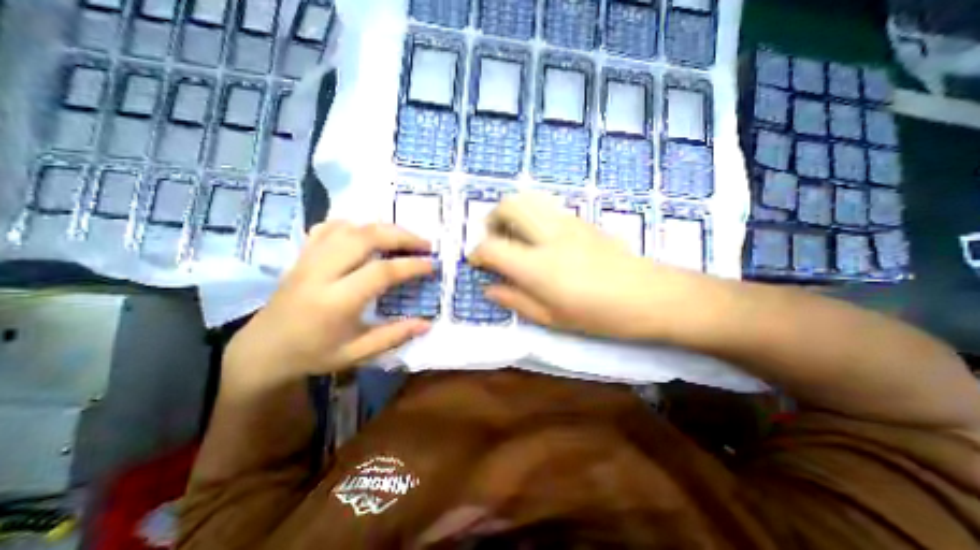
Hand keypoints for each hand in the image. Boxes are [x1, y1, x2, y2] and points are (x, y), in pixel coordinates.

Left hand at [224, 220, 438, 389]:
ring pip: (350, 227)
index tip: (432, 265)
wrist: (261, 350)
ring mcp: (309, 259)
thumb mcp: (356, 354)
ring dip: (383, 228)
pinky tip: (369, 234)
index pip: (381, 272)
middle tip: (424, 245)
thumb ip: (393, 336)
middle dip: (402, 236)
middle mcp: (321, 273)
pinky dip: (355, 225)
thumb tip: (426, 323)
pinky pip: (330, 228)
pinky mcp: (303, 254)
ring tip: (404, 238)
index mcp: (336, 302)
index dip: (412, 265)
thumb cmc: (312, 355)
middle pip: (366, 237)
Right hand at [465, 192, 712, 338]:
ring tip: (514, 236)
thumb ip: (515, 300)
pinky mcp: (580, 219)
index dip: (477, 254)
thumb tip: (489, 289)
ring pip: (527, 198)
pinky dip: (531, 215)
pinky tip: (538, 238)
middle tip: (493, 241)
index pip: (491, 247)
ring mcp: (567, 222)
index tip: (476, 263)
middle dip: (491, 220)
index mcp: (538, 267)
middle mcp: (548, 236)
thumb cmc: (598, 315)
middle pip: (508, 206)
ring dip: (511, 213)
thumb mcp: (550, 318)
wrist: (648, 295)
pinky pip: (545, 206)